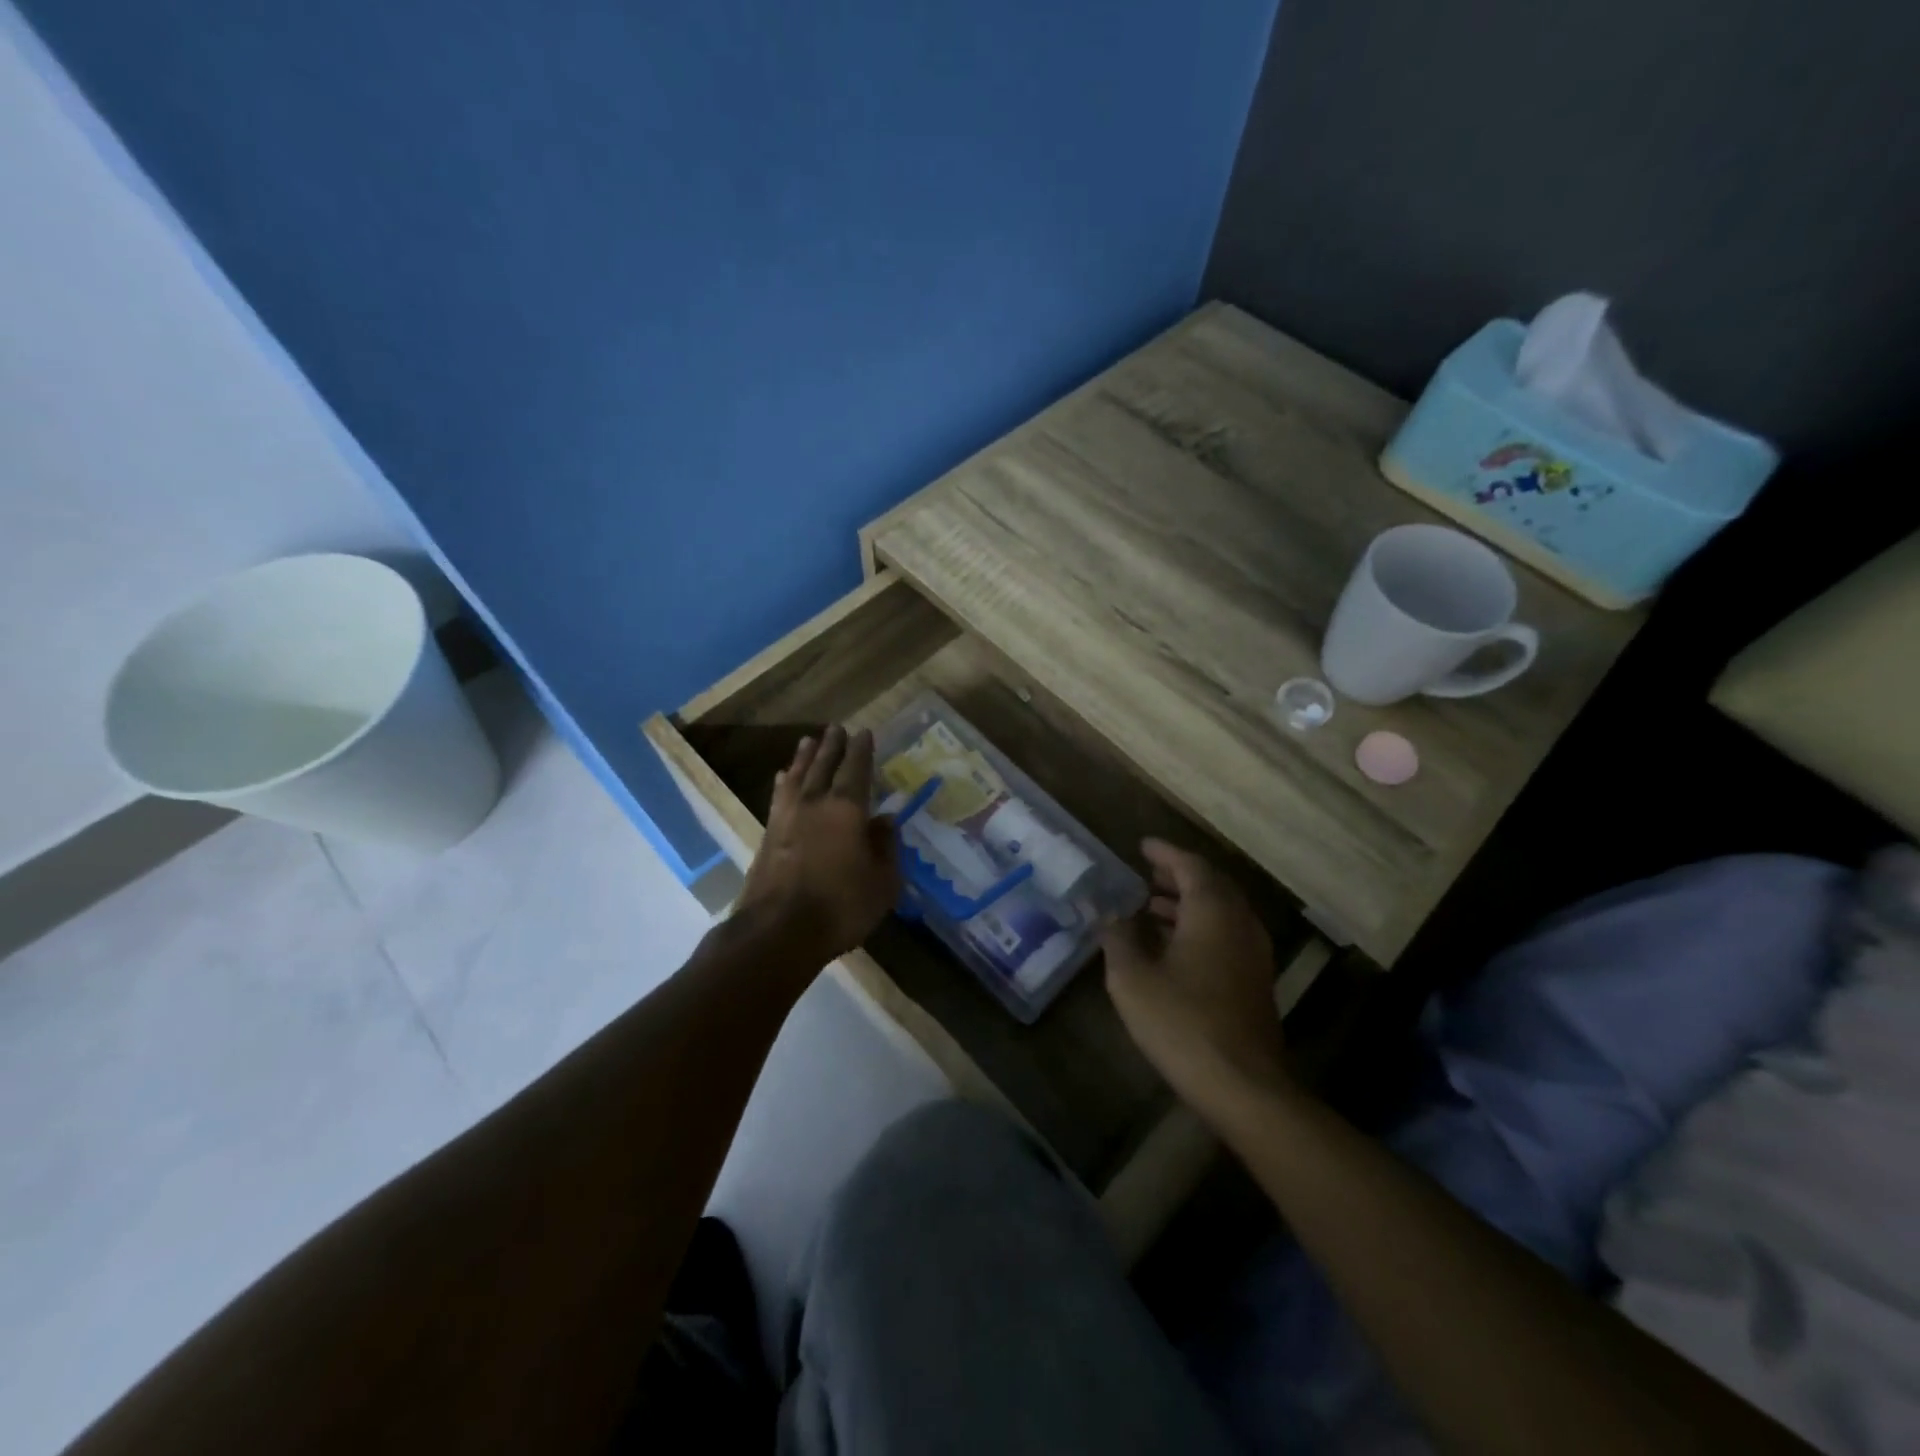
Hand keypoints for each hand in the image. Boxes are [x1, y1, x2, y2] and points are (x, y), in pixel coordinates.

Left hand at [736, 726, 900, 964]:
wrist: (777, 932)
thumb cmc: (840, 907)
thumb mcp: (882, 882)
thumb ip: (885, 847)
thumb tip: (885, 820)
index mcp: (847, 809)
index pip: (857, 769)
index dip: (862, 750)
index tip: (864, 732)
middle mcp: (815, 803)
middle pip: (823, 765)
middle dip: (832, 745)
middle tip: (836, 728)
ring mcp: (787, 818)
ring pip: (797, 776)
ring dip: (804, 757)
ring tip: (808, 741)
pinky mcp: (767, 835)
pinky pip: (779, 796)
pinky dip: (784, 782)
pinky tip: (783, 778)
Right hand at [1102, 839, 1288, 1115]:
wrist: (1242, 1085)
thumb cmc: (1181, 1023)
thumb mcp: (1132, 978)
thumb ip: (1118, 938)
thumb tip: (1108, 913)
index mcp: (1212, 912)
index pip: (1190, 866)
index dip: (1165, 853)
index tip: (1142, 845)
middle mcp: (1239, 923)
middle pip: (1212, 885)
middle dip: (1179, 876)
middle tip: (1148, 875)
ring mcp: (1253, 953)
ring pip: (1222, 911)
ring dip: (1190, 902)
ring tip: (1153, 907)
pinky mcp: (1255, 980)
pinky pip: (1227, 934)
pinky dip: (1201, 926)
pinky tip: (1174, 947)